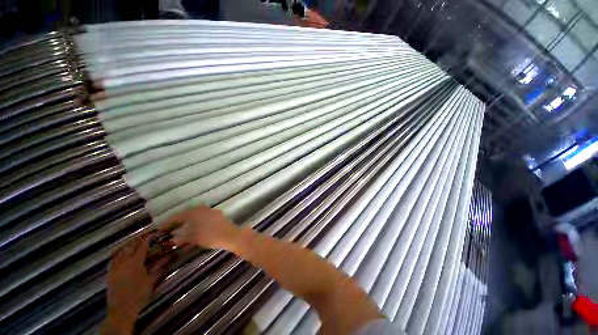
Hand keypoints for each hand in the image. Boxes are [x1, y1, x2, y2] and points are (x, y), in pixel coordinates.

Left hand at [102, 235, 163, 333]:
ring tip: (135, 243)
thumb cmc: (139, 294)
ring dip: (128, 246)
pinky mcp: (109, 273)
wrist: (121, 310)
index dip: (149, 238)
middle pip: (130, 246)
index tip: (155, 233)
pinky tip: (121, 254)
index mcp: (135, 262)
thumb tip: (169, 256)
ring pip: (120, 251)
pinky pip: (113, 259)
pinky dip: (118, 254)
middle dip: (138, 240)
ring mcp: (115, 267)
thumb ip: (160, 266)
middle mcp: (123, 262)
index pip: (142, 246)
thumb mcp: (151, 280)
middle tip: (146, 237)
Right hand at [164, 206, 239, 249]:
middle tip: (173, 227)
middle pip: (188, 214)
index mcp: (195, 213)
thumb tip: (174, 238)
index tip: (161, 227)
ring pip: (197, 215)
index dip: (169, 222)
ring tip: (183, 229)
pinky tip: (196, 229)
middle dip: (180, 220)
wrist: (230, 235)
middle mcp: (204, 209)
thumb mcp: (194, 238)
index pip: (179, 216)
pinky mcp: (219, 215)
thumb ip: (183, 237)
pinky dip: (199, 222)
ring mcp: (212, 211)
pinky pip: (205, 217)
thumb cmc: (210, 237)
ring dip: (189, 221)